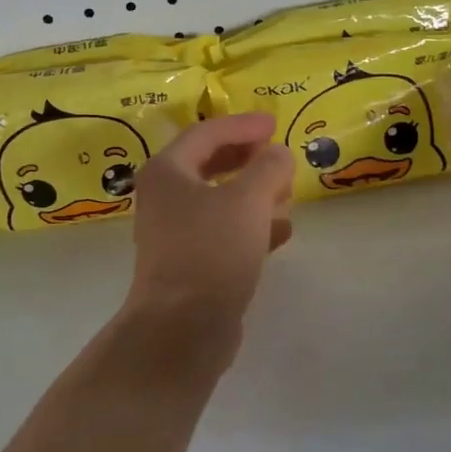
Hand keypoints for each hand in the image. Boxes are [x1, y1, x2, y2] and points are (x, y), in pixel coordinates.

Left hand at [125, 113, 294, 331]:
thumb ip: (269, 168)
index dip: (243, 125)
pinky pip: (222, 232)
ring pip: (218, 201)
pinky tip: (281, 233)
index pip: (206, 133)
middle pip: (209, 165)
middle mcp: (164, 198)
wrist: (183, 327)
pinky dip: (250, 226)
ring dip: (253, 193)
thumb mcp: (249, 200)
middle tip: (278, 155)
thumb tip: (279, 155)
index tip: (275, 124)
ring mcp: (174, 234)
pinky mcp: (189, 263)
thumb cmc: (212, 251)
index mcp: (167, 172)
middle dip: (248, 159)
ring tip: (286, 193)